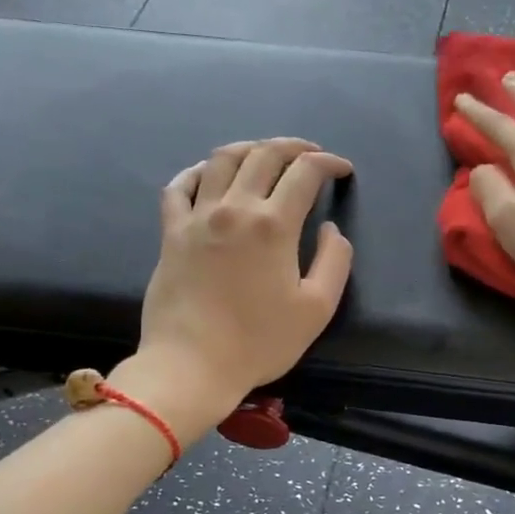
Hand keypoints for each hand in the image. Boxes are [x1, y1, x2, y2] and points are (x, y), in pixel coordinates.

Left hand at [131, 139, 354, 421]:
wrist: (191, 366)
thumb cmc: (259, 342)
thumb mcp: (317, 308)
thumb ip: (335, 261)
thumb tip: (331, 229)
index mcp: (274, 225)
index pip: (305, 173)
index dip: (329, 163)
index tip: (342, 170)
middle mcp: (235, 208)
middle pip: (264, 155)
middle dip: (294, 147)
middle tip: (311, 155)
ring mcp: (197, 217)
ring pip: (222, 160)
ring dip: (250, 149)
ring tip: (266, 155)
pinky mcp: (171, 232)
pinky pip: (180, 186)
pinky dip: (198, 171)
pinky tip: (209, 174)